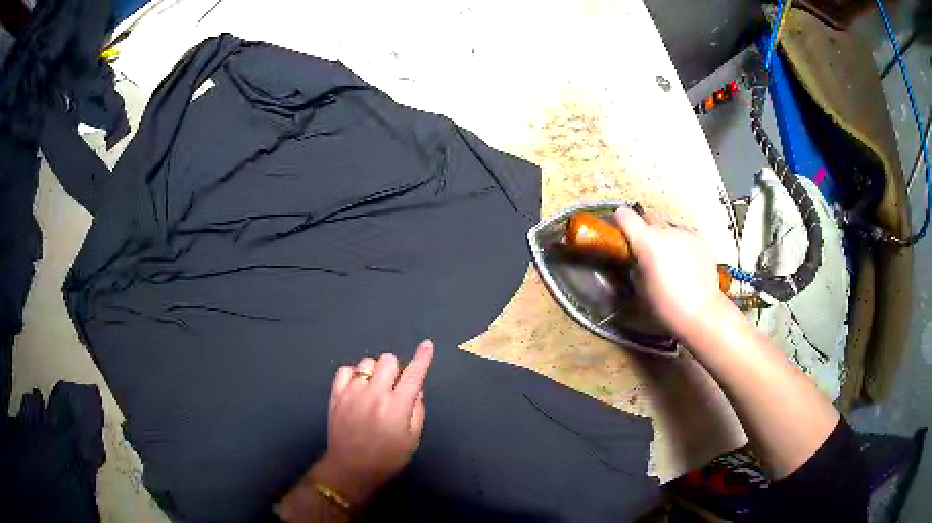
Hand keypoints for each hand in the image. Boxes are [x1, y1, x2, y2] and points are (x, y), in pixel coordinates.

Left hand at [312, 340, 434, 504]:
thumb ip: (417, 411)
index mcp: (397, 407)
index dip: (422, 358)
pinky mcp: (336, 395)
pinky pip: (345, 369)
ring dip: (375, 372)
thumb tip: (416, 390)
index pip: (413, 375)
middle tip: (394, 386)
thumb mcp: (412, 440)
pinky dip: (354, 374)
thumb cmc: (387, 458)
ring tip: (373, 388)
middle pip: (388, 360)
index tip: (427, 345)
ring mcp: (352, 392)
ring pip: (366, 362)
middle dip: (395, 369)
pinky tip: (357, 388)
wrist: (350, 469)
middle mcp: (374, 394)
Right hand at [614, 207, 730, 339]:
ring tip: (668, 261)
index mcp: (646, 241)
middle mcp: (666, 231)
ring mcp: (686, 234)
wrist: (701, 312)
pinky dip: (681, 246)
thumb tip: (636, 260)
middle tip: (644, 249)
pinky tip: (685, 266)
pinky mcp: (701, 241)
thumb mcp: (640, 288)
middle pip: (649, 217)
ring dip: (664, 238)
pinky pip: (685, 237)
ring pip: (669, 228)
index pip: (625, 215)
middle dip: (644, 229)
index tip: (619, 231)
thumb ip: (635, 266)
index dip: (620, 221)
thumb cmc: (666, 306)